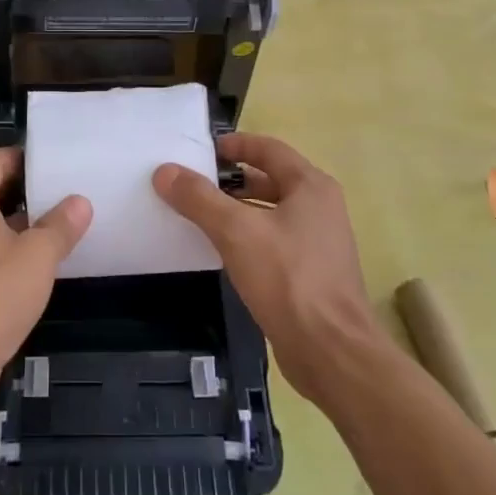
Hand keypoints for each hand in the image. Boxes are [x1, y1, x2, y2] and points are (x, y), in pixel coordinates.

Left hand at [0, 148, 91, 404]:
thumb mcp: (39, 257)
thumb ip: (61, 225)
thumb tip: (79, 201)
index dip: (24, 159)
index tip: (55, 169)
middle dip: (23, 189)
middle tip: (61, 195)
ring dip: (14, 220)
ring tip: (54, 226)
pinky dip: (1, 244)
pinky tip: (31, 262)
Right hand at [153, 133, 382, 408]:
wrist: (330, 350)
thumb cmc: (288, 278)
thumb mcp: (236, 231)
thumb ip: (199, 198)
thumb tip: (165, 171)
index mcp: (311, 187)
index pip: (268, 148)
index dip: (235, 144)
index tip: (201, 150)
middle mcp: (320, 208)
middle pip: (269, 180)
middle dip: (230, 180)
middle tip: (191, 183)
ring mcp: (318, 243)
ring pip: (269, 213)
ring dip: (236, 211)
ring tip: (196, 215)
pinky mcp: (310, 273)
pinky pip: (272, 242)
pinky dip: (246, 239)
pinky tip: (219, 252)